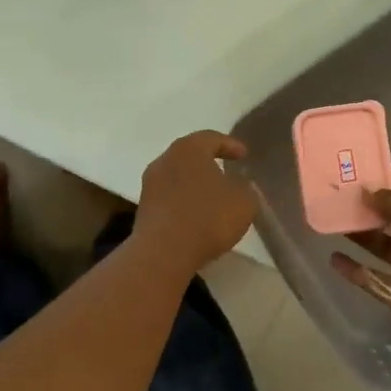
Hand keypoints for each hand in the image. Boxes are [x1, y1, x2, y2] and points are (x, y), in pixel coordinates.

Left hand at [133, 130, 258, 275]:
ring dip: (195, 183)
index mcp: (189, 149)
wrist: (164, 252)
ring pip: (178, 176)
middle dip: (209, 162)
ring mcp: (150, 184)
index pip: (212, 138)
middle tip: (226, 170)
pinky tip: (197, 214)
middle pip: (190, 155)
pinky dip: (184, 200)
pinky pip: (170, 196)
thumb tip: (239, 185)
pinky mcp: (144, 207)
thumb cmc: (208, 218)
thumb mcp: (244, 202)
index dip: (230, 145)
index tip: (243, 155)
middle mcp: (165, 159)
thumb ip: (246, 188)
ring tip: (213, 195)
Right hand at [330, 178, 390, 300]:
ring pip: (386, 244)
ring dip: (363, 234)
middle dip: (374, 208)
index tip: (363, 176)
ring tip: (338, 223)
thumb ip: (390, 198)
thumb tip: (369, 192)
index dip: (390, 181)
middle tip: (347, 199)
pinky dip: (354, 266)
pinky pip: (373, 272)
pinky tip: (334, 257)